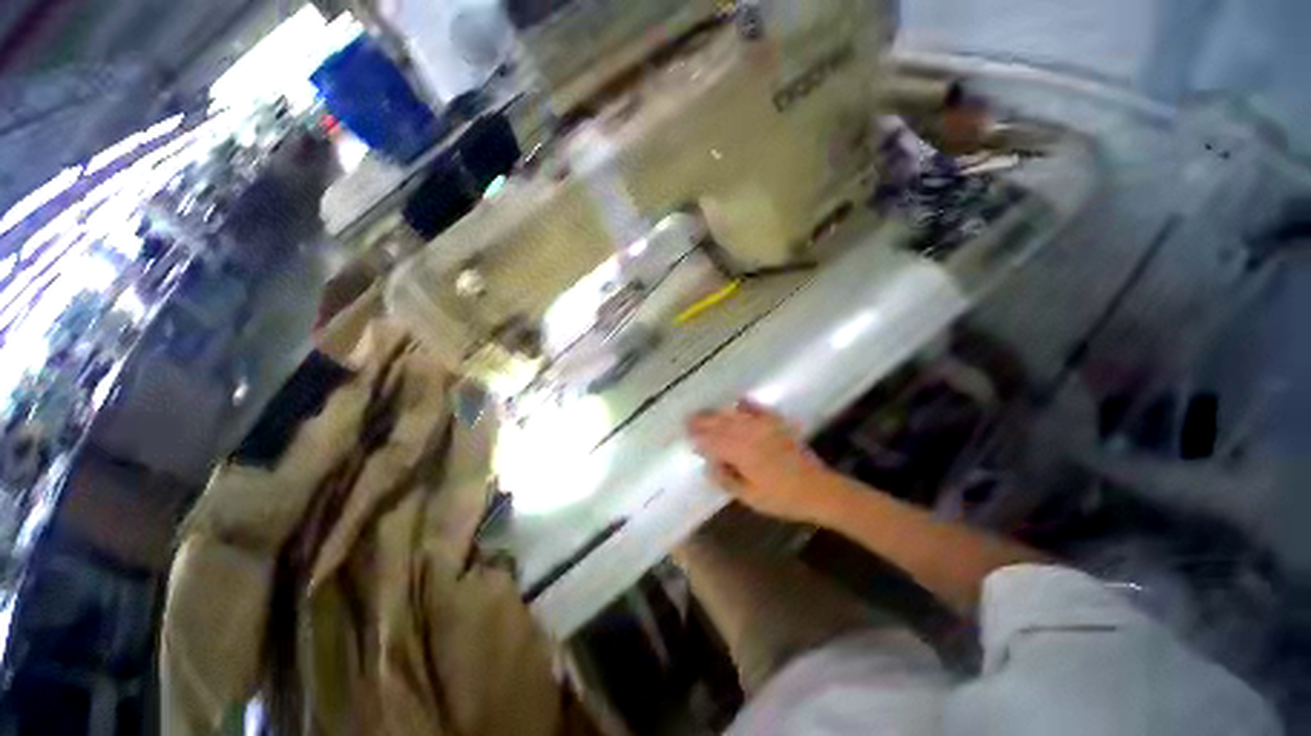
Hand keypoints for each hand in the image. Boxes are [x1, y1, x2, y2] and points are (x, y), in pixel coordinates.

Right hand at [688, 400, 838, 522]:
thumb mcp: (749, 496)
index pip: (713, 441)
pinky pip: (759, 409)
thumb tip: (708, 465)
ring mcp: (764, 427)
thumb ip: (726, 479)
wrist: (817, 489)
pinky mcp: (777, 425)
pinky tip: (739, 400)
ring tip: (706, 412)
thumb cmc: (781, 497)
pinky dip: (747, 404)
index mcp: (740, 453)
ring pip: (735, 416)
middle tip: (688, 418)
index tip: (687, 434)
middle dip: (703, 421)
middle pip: (721, 424)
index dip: (699, 437)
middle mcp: (749, 435)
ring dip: (719, 413)